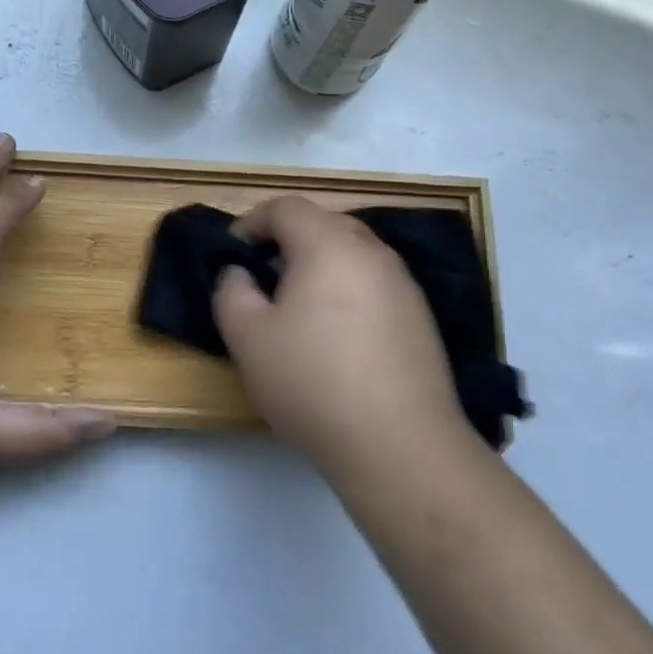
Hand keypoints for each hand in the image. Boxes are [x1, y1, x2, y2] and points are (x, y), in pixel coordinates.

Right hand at [214, 196, 464, 476]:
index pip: (285, 207)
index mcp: (328, 244)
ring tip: (299, 309)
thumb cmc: (312, 382)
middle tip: (263, 279)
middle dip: (286, 241)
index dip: (251, 223)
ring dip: (320, 266)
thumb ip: (231, 291)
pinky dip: (348, 291)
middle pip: (322, 223)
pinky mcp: (421, 316)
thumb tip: (240, 273)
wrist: (400, 446)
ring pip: (352, 253)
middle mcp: (371, 251)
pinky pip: (374, 283)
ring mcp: (403, 283)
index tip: (233, 256)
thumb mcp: (247, 337)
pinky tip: (338, 337)